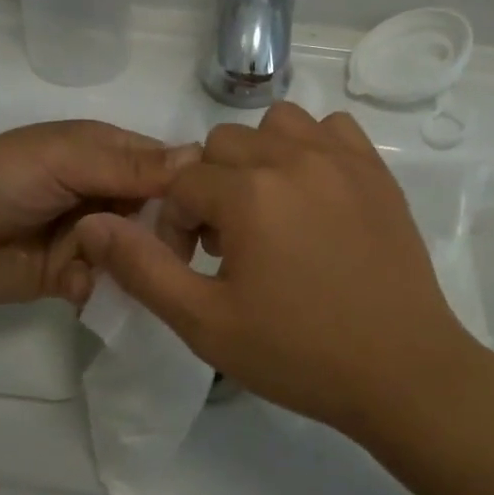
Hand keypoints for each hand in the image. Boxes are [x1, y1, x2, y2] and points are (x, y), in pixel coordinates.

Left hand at [0, 121, 189, 308]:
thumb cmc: (3, 179)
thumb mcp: (66, 161)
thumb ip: (131, 166)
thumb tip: (201, 157)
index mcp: (109, 154)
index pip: (169, 167)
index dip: (191, 189)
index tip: (211, 216)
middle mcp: (107, 192)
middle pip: (160, 215)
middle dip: (163, 235)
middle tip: (160, 254)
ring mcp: (90, 235)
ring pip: (137, 253)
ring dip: (131, 264)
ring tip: (116, 272)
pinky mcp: (72, 275)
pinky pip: (105, 283)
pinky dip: (98, 287)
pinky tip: (76, 286)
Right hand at [73, 103, 484, 439]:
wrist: (402, 371)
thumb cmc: (299, 353)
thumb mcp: (205, 323)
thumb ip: (142, 268)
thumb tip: (91, 224)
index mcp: (249, 193)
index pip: (182, 183)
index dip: (177, 225)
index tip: (197, 266)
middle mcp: (293, 157)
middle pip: (223, 145)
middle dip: (212, 189)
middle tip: (232, 245)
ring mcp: (341, 158)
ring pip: (276, 124)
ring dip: (259, 158)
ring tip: (271, 212)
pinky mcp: (376, 169)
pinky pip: (331, 129)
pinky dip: (312, 147)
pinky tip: (315, 194)